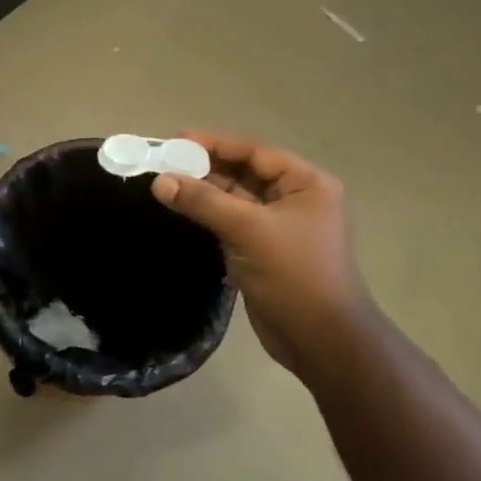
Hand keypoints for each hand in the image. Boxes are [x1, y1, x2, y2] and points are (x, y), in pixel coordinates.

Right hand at [152, 133, 380, 383]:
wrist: (321, 340)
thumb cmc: (294, 275)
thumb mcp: (248, 231)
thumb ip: (203, 202)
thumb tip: (159, 181)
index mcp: (306, 184)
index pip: (254, 152)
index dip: (214, 144)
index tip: (175, 139)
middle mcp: (295, 199)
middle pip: (244, 174)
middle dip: (205, 168)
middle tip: (163, 163)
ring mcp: (279, 227)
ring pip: (235, 200)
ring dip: (204, 193)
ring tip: (165, 185)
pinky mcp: (264, 251)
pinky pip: (232, 223)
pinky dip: (209, 217)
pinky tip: (181, 212)